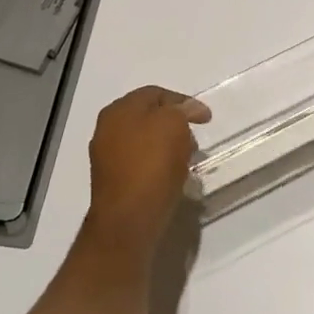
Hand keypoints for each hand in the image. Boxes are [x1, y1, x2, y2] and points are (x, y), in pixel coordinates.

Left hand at [85, 86, 211, 248]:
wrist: (128, 220)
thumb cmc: (151, 165)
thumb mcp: (173, 124)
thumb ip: (180, 110)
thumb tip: (185, 110)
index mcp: (119, 109)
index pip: (155, 93)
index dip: (183, 101)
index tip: (206, 118)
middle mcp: (107, 128)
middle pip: (148, 116)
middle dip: (175, 124)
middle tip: (195, 139)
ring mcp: (106, 156)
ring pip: (144, 140)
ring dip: (167, 145)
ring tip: (186, 160)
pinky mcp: (112, 181)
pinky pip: (140, 163)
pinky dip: (158, 164)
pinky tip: (172, 176)